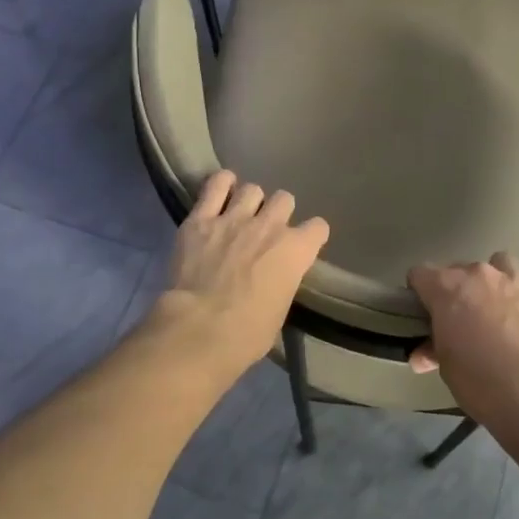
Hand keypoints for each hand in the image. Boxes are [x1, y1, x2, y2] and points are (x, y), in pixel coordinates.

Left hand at [155, 170, 328, 378]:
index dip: (311, 236)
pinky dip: (220, 185)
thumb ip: (282, 283)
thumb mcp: (279, 311)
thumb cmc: (247, 333)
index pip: (318, 228)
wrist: (200, 328)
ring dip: (249, 201)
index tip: (303, 245)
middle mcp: (270, 226)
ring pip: (252, 189)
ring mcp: (234, 218)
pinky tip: (219, 192)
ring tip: (240, 214)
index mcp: (296, 251)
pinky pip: (215, 185)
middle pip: (284, 199)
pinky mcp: (201, 219)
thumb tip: (274, 281)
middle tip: (266, 230)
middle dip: (278, 212)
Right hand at [407, 252, 518, 427]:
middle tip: (461, 320)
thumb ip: (433, 350)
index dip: (419, 292)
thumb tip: (422, 355)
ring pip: (501, 261)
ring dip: (496, 278)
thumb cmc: (478, 381)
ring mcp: (516, 280)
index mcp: (447, 288)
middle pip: (459, 268)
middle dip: (456, 290)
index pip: (420, 274)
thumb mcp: (446, 368)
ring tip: (498, 303)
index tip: (424, 313)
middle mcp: (480, 274)